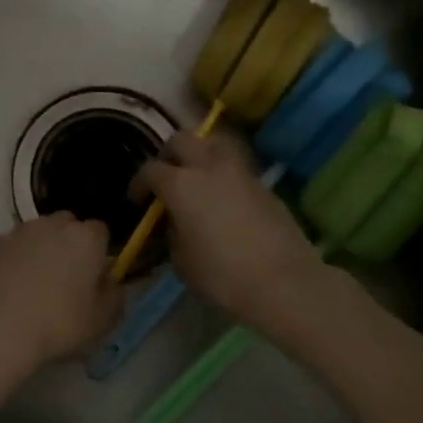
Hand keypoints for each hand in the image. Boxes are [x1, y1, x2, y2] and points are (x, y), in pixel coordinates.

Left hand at [0, 214, 120, 372]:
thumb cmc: (56, 325)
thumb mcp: (100, 322)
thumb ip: (114, 297)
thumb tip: (111, 282)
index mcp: (85, 239)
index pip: (100, 231)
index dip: (99, 252)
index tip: (94, 277)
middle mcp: (52, 224)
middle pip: (67, 225)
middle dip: (68, 244)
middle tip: (64, 279)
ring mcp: (17, 231)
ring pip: (35, 232)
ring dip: (37, 249)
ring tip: (31, 285)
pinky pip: (6, 246)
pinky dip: (9, 259)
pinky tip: (4, 286)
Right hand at [131, 132, 320, 328]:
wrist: (284, 282)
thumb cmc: (224, 275)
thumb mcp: (182, 261)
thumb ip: (172, 234)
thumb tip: (176, 223)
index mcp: (181, 184)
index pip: (150, 170)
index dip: (139, 183)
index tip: (137, 200)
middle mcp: (207, 166)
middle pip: (181, 140)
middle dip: (168, 155)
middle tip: (166, 177)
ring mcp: (238, 171)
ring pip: (212, 143)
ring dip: (199, 153)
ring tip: (196, 176)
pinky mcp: (262, 183)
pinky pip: (234, 165)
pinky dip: (222, 172)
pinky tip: (223, 196)